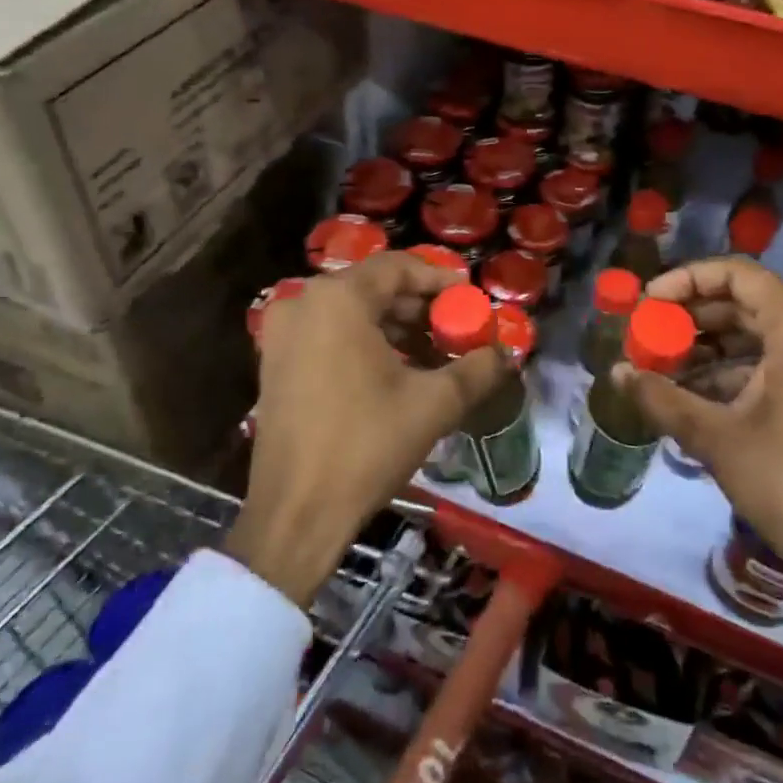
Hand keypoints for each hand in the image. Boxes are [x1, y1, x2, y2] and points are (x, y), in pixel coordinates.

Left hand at [227, 251, 510, 606]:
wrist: (296, 515)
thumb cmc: (365, 446)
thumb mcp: (433, 404)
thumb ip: (476, 369)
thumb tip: (506, 353)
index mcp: (337, 300)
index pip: (398, 268)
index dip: (439, 279)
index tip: (470, 299)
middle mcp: (303, 303)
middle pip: (374, 289)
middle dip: (420, 309)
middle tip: (457, 331)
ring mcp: (282, 334)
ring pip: (352, 313)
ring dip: (396, 328)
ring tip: (435, 356)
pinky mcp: (275, 363)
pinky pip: (329, 335)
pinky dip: (366, 344)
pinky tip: (398, 372)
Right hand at [617, 257, 782, 655]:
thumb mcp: (718, 438)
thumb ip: (662, 398)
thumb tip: (615, 373)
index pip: (740, 274)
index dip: (688, 279)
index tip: (649, 303)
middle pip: (750, 304)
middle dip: (695, 318)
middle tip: (651, 336)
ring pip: (765, 336)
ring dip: (714, 348)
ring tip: (667, 368)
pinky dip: (742, 371)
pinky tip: (702, 395)